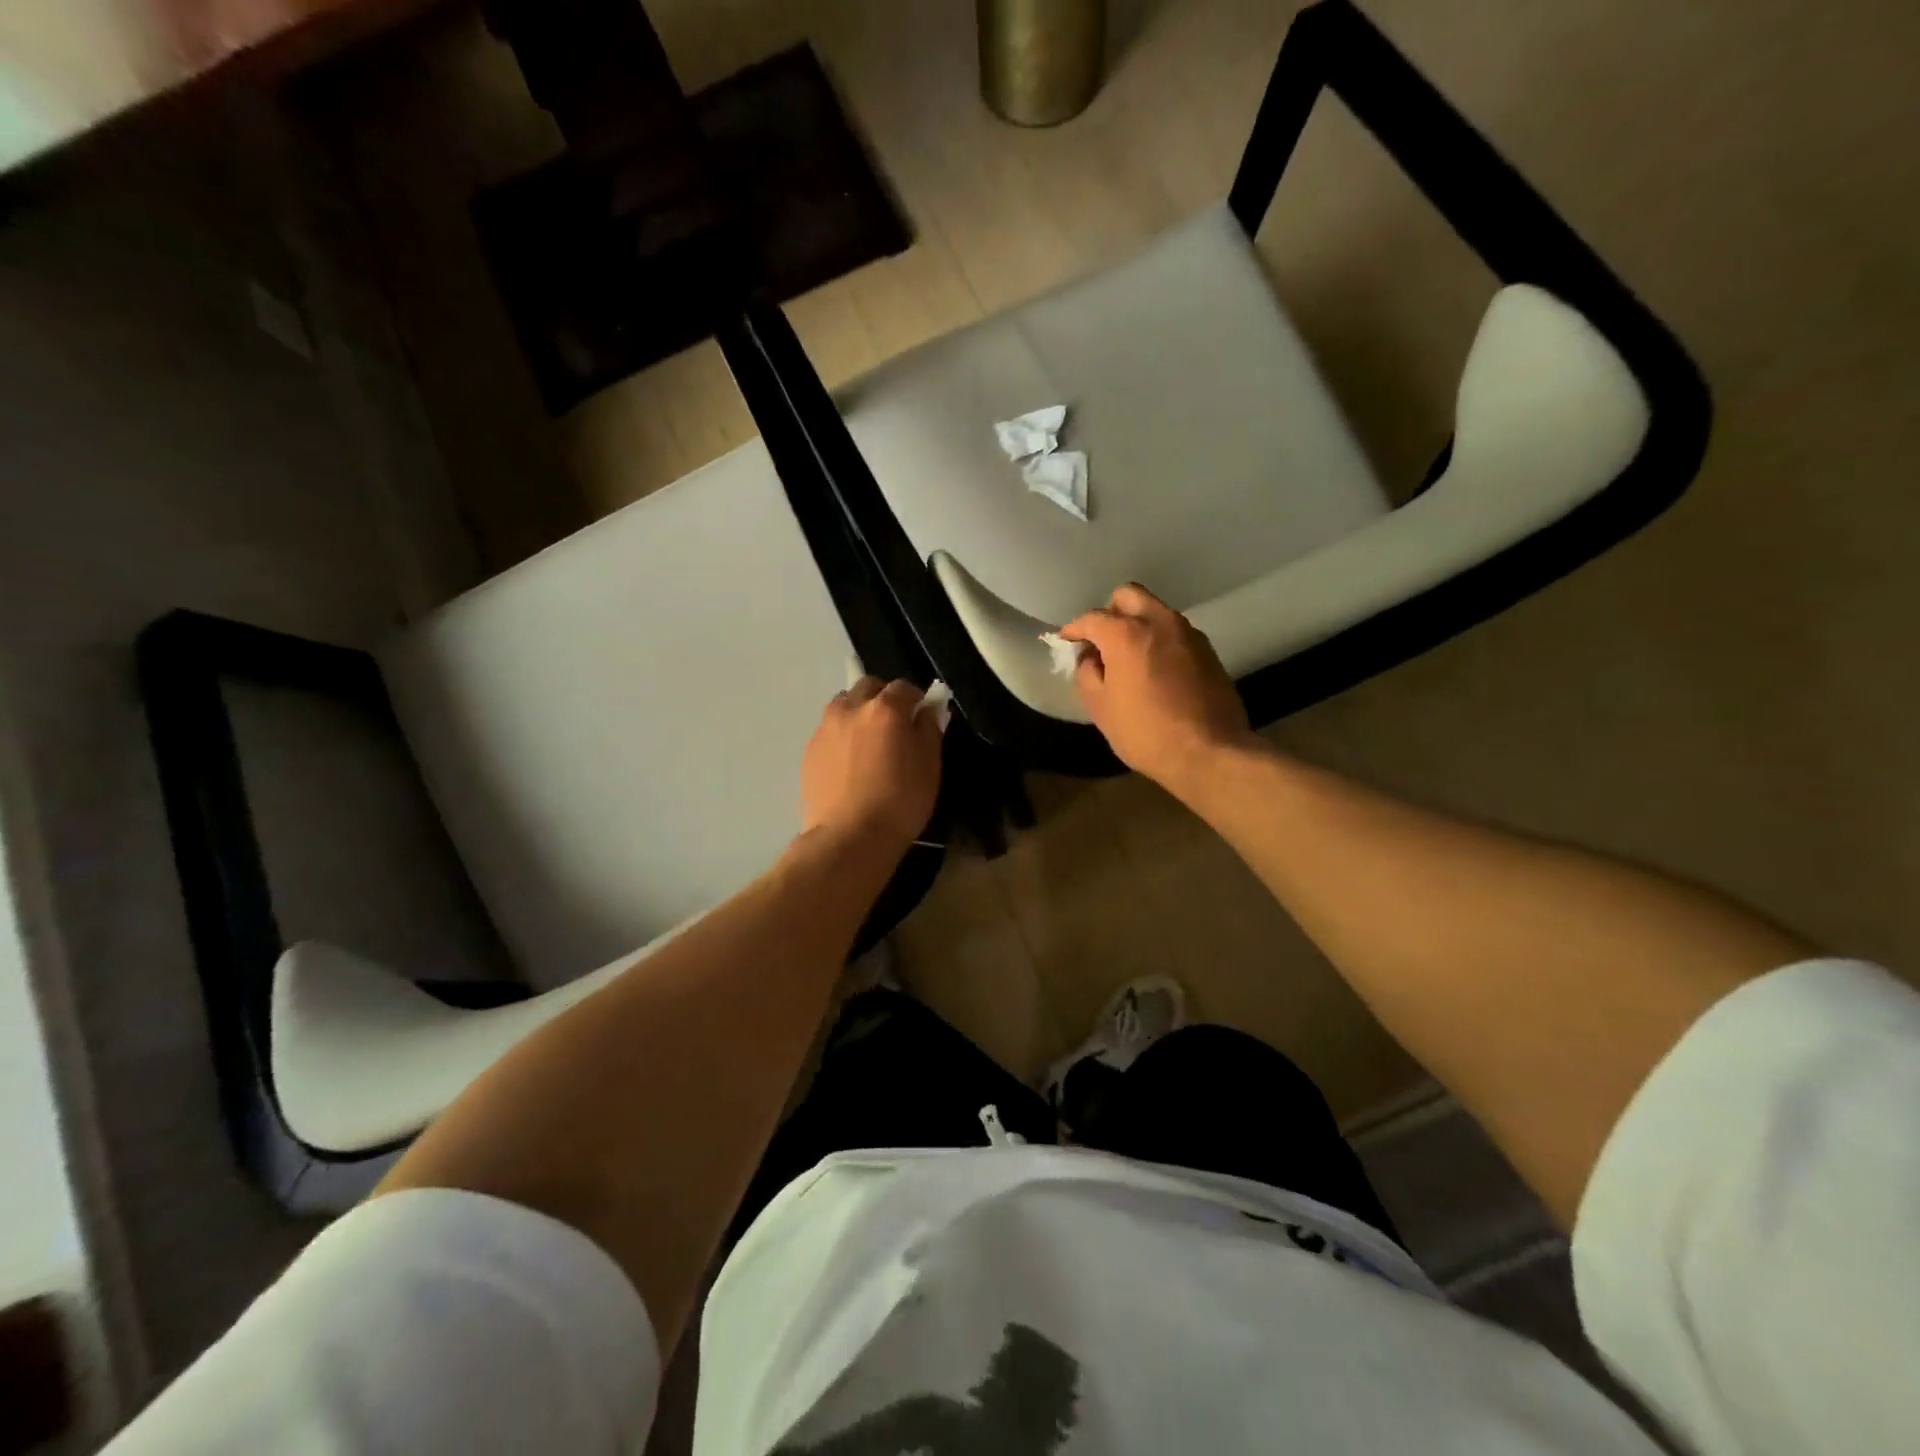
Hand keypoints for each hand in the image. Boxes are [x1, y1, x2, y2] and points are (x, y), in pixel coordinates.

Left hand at [801, 678, 943, 848]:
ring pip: (844, 705)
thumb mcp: (929, 766)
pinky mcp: (809, 750)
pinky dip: (842, 735)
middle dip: (883, 697)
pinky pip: (829, 730)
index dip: (916, 699)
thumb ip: (928, 729)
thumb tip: (925, 710)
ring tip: (868, 741)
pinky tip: (850, 763)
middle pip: (868, 686)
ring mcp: (825, 728)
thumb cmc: (899, 802)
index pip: (904, 687)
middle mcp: (851, 708)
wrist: (848, 837)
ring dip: (858, 712)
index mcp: (884, 708)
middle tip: (894, 725)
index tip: (922, 717)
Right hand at [1061, 584, 1256, 791]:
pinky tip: (1155, 668)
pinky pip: (1175, 632)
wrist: (1209, 752)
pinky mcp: (1208, 650)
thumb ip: (1087, 674)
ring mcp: (1188, 633)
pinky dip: (1159, 639)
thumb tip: (1091, 658)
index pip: (1092, 618)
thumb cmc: (1145, 732)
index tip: (1067, 641)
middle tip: (1101, 641)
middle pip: (1128, 595)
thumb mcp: (1100, 708)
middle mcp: (1160, 622)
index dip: (1074, 629)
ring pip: (1155, 611)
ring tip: (1129, 657)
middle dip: (1110, 612)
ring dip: (1138, 624)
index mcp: (1127, 634)